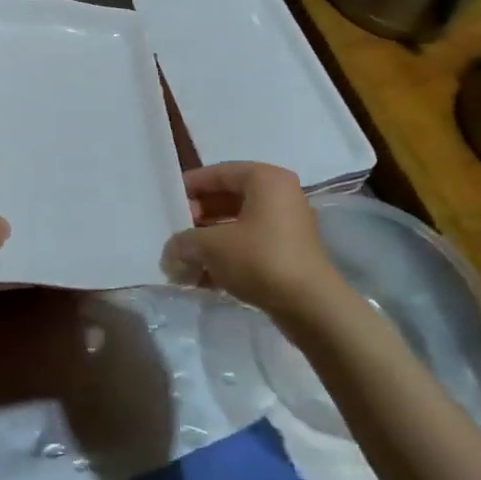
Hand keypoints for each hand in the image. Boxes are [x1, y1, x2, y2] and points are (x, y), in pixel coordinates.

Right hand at [164, 162, 340, 320]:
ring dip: (210, 241)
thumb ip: (184, 243)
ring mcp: (287, 224)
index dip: (190, 187)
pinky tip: (203, 278)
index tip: (168, 203)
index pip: (219, 172)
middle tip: (176, 234)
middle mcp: (280, 195)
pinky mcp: (288, 252)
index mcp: (265, 179)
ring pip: (238, 224)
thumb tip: (170, 252)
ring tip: (185, 260)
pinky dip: (227, 256)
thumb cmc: (260, 259)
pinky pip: (250, 245)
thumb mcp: (212, 247)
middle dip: (198, 218)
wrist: (311, 307)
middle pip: (228, 198)